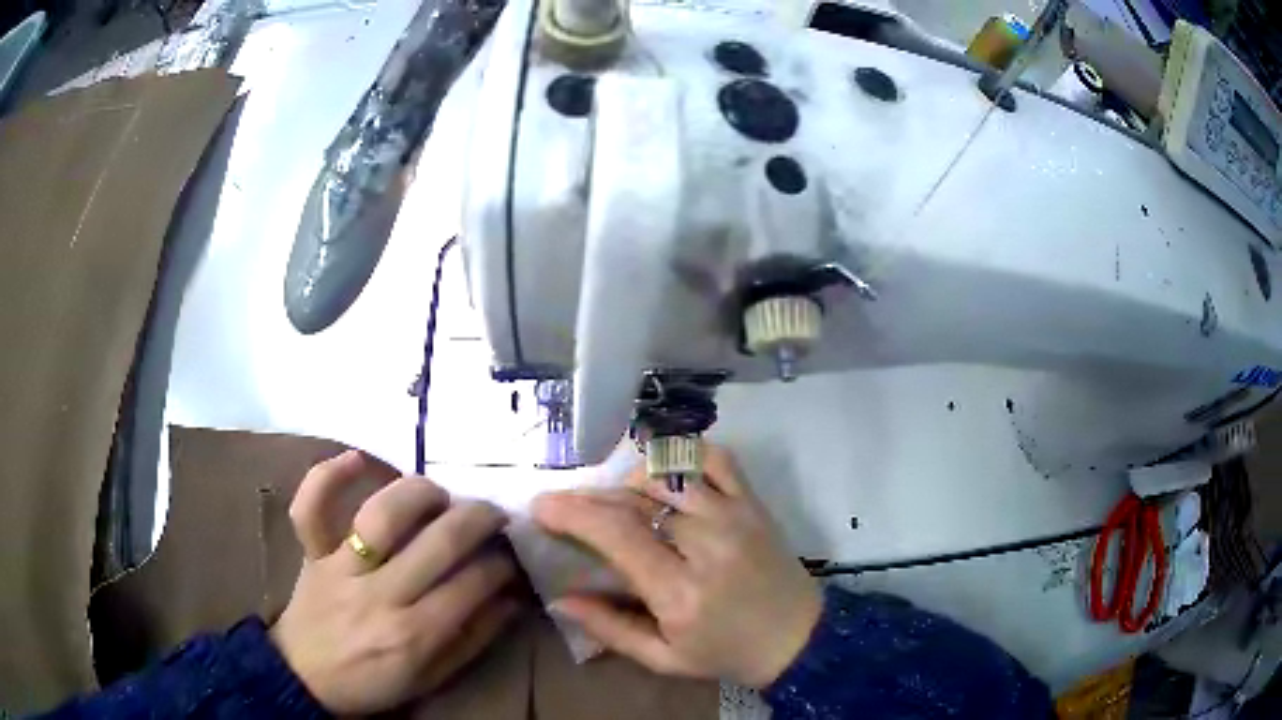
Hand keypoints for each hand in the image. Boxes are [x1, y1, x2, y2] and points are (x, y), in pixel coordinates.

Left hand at [271, 451, 518, 713]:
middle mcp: (380, 595)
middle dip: (478, 519)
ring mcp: (341, 567)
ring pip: (383, 515)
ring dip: (421, 494)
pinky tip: (357, 459)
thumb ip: (472, 640)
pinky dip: (329, 476)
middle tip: (493, 514)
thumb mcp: (432, 678)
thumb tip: (512, 599)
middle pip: (438, 542)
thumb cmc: (373, 682)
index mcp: (414, 634)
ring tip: (440, 495)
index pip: (470, 584)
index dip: (500, 565)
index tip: (510, 557)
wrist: (305, 678)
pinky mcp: (312, 552)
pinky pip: (311, 507)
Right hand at [532, 445, 820, 687]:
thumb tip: (560, 598)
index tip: (541, 506)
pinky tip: (664, 472)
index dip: (572, 513)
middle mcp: (707, 544)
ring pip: (669, 472)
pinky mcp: (754, 503)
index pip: (617, 534)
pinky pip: (716, 458)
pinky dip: (683, 454)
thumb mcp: (663, 658)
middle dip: (590, 496)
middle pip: (635, 500)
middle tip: (566, 503)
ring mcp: (735, 515)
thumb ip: (610, 628)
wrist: (797, 637)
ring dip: (630, 478)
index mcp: (680, 591)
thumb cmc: (726, 653)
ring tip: (614, 497)